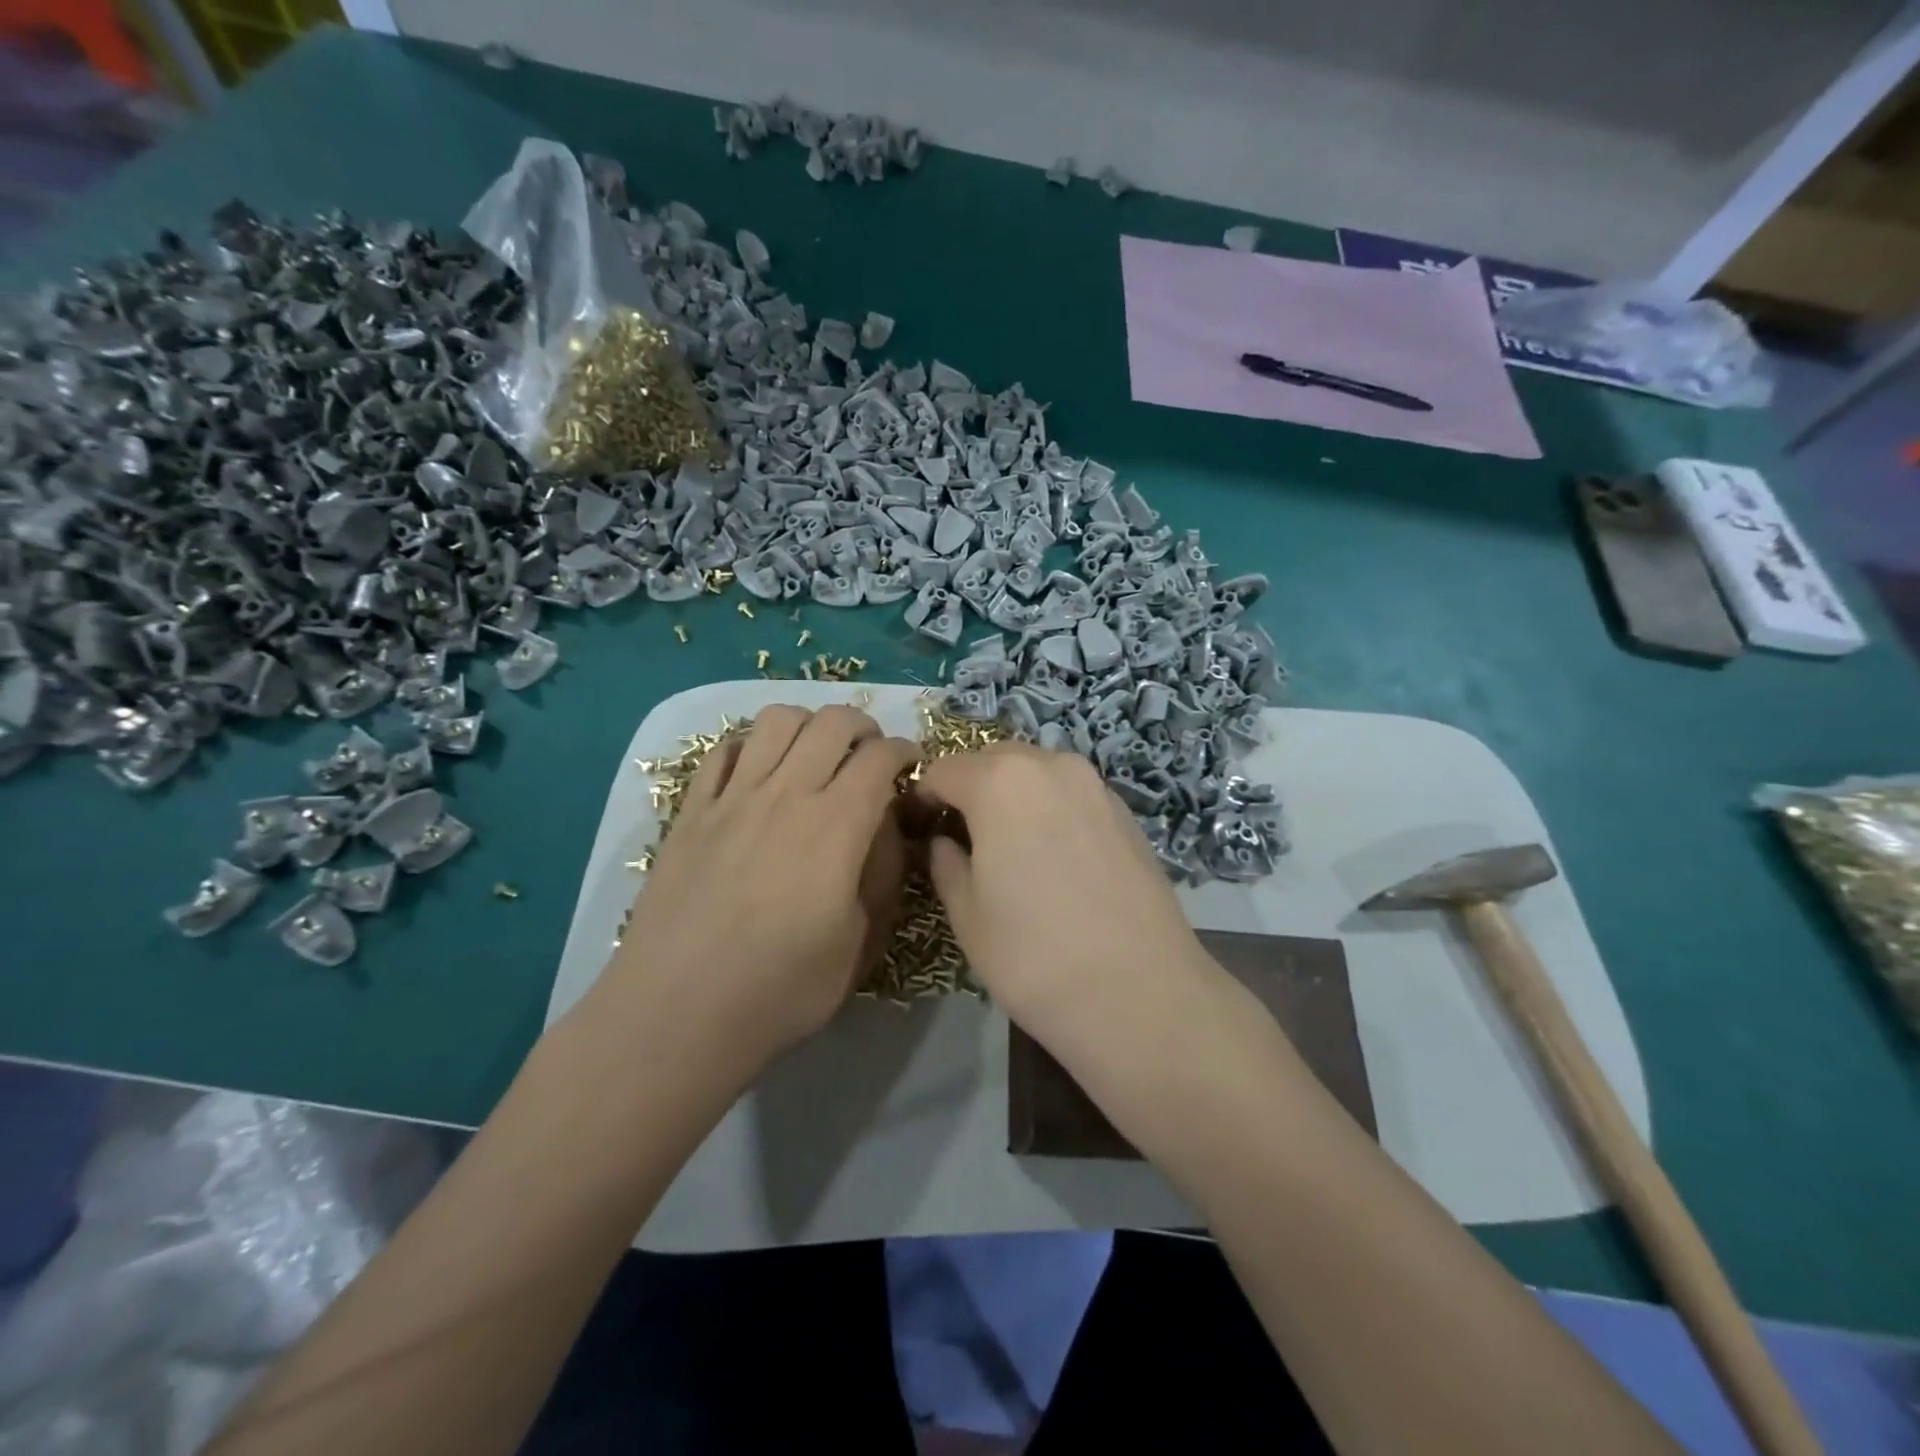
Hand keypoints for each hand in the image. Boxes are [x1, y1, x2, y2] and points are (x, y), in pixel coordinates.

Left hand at [602, 705, 918, 1075]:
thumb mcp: (861, 944)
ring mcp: (733, 797)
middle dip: (863, 726)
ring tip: (815, 754)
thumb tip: (886, 829)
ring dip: (808, 725)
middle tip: (869, 755)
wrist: (678, 1014)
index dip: (905, 751)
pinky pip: (723, 750)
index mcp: (836, 826)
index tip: (910, 767)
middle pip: (831, 722)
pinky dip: (750, 746)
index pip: (880, 756)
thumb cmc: (781, 989)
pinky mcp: (691, 811)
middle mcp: (786, 794)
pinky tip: (758, 773)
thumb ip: (883, 875)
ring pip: (776, 720)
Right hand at [914, 743, 1216, 1039]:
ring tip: (1009, 845)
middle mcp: (1050, 765)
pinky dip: (1050, 807)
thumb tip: (943, 842)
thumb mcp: (967, 915)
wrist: (1140, 994)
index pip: (943, 770)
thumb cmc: (1034, 956)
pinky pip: (1071, 793)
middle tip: (962, 836)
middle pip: (993, 759)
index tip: (920, 828)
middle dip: (970, 787)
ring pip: (1037, 771)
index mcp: (1000, 781)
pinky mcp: (1125, 811)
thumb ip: (946, 864)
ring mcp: (1094, 785)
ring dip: (1013, 793)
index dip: (924, 797)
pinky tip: (1054, 856)